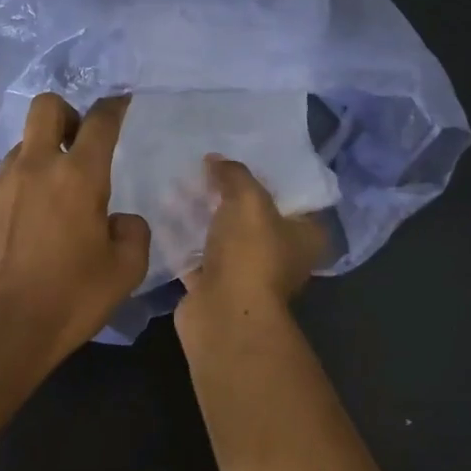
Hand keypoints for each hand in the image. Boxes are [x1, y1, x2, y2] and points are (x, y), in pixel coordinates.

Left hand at [0, 94, 149, 366]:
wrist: (3, 330)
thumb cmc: (72, 298)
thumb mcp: (126, 270)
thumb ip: (132, 232)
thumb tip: (119, 220)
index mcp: (78, 176)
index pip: (100, 121)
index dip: (114, 106)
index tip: (120, 104)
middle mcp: (35, 168)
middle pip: (46, 107)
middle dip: (66, 113)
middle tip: (77, 143)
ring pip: (19, 147)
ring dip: (38, 157)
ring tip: (49, 196)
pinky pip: (0, 185)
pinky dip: (17, 192)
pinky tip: (22, 228)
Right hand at [176, 156, 326, 333]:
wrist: (223, 315)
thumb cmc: (251, 254)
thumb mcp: (248, 200)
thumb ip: (234, 174)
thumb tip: (215, 159)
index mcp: (306, 235)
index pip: (292, 196)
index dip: (268, 175)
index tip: (241, 156)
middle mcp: (281, 255)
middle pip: (254, 215)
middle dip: (228, 194)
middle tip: (203, 167)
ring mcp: (247, 273)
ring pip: (224, 236)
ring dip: (203, 216)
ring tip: (178, 186)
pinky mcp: (216, 287)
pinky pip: (198, 255)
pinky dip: (183, 240)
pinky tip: (165, 216)